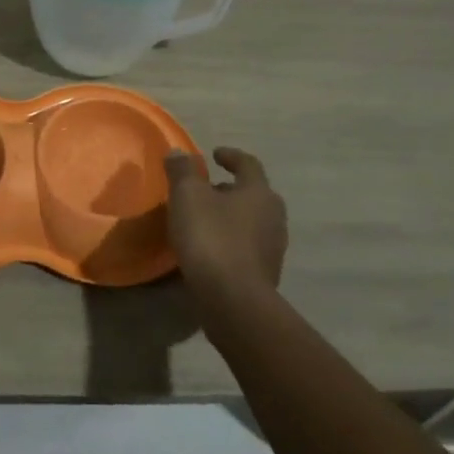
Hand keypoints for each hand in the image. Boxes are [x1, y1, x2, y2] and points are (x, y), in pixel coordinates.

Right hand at [164, 147, 287, 302]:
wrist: (233, 301)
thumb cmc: (211, 238)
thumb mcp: (187, 196)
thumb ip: (182, 170)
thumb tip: (178, 152)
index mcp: (259, 192)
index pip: (248, 164)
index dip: (230, 156)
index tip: (214, 154)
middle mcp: (274, 216)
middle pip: (252, 194)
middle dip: (229, 189)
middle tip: (206, 189)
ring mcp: (273, 248)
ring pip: (250, 222)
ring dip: (230, 216)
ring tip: (204, 220)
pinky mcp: (265, 274)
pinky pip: (246, 247)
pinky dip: (230, 240)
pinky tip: (210, 249)